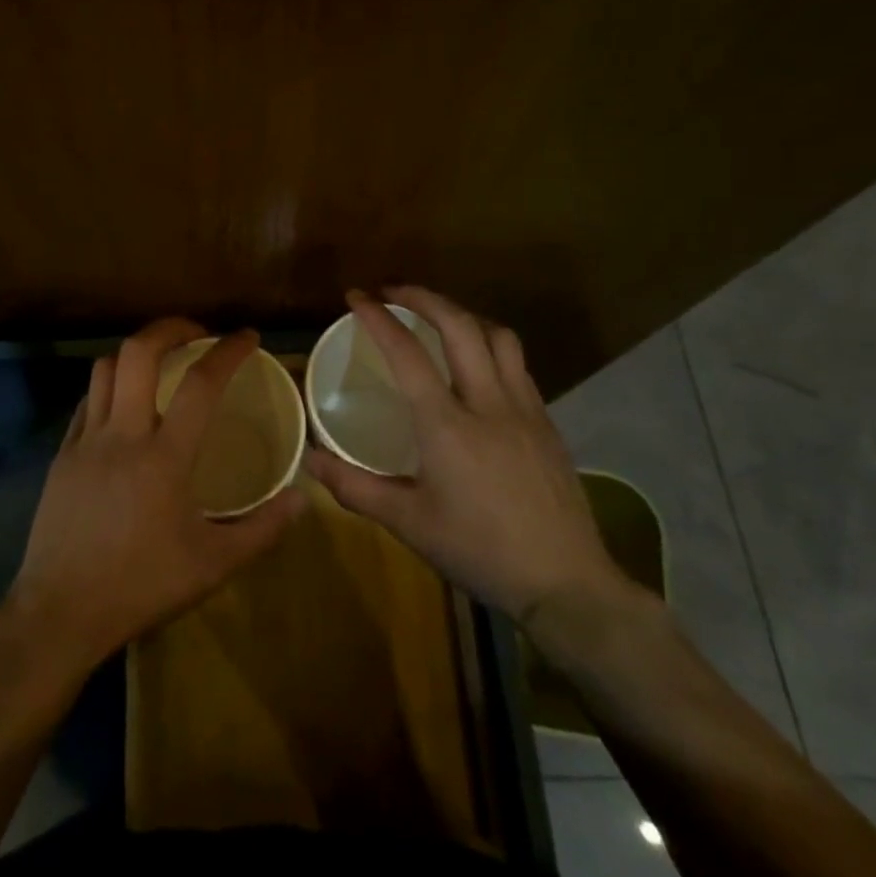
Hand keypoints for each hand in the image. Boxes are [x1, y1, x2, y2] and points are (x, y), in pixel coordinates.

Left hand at [6, 319, 303, 672]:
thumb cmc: (141, 586)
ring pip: (105, 369)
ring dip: (135, 353)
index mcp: (164, 457)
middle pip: (138, 352)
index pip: (200, 384)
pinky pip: (86, 402)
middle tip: (197, 334)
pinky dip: (109, 387)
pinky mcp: (62, 455)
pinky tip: (123, 406)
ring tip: (160, 362)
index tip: (247, 336)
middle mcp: (122, 434)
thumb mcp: (212, 566)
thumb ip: (261, 530)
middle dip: (170, 328)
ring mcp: (85, 441)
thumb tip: (301, 498)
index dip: (228, 351)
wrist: (59, 613)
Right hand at [305, 287, 628, 628]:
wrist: (566, 585)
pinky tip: (477, 366)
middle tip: (393, 292)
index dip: (378, 318)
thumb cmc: (479, 551)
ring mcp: (525, 409)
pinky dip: (490, 346)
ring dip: (463, 315)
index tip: (356, 297)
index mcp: (447, 425)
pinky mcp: (547, 423)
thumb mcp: (409, 523)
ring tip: (437, 318)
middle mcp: (487, 403)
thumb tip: (309, 460)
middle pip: (459, 325)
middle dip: (423, 297)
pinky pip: (517, 365)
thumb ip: (355, 487)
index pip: (407, 353)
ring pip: (497, 336)